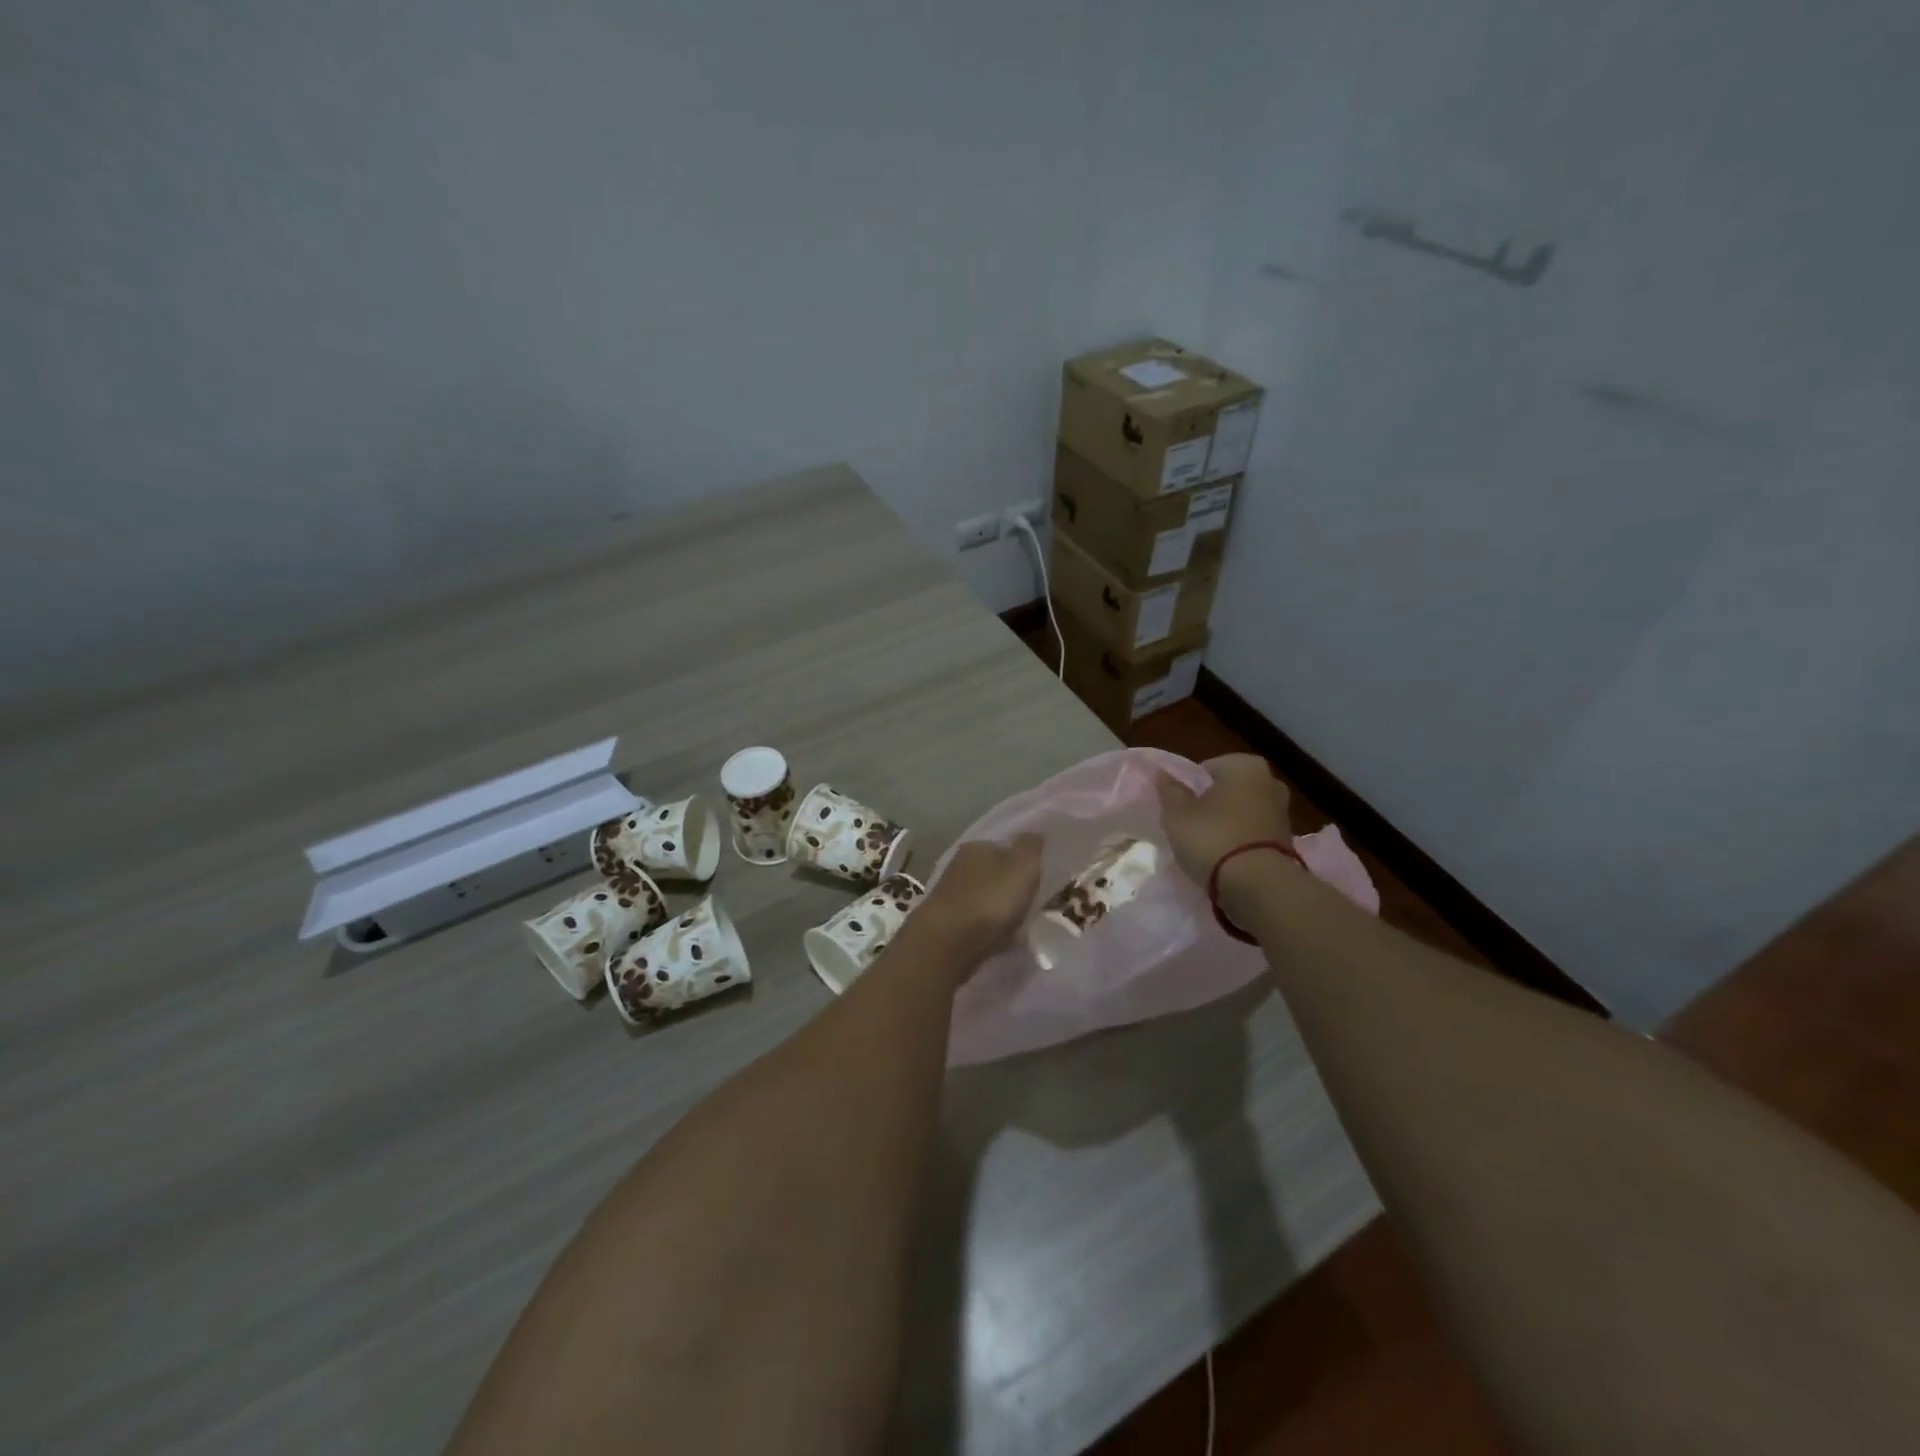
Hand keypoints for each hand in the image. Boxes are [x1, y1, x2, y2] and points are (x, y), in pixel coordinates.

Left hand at [914, 835, 1043, 965]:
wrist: (948, 944)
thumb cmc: (990, 899)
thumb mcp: (1023, 865)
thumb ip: (1032, 847)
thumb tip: (1034, 836)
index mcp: (976, 846)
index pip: (1006, 847)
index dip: (1026, 862)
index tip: (1043, 879)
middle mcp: (960, 866)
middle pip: (998, 874)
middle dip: (1016, 888)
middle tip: (1038, 904)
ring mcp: (952, 895)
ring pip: (989, 899)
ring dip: (1005, 910)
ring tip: (1024, 925)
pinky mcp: (949, 923)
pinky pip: (981, 923)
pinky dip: (993, 930)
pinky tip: (1005, 940)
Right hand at [1156, 754, 1292, 885]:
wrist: (1259, 886)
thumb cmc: (1213, 838)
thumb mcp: (1178, 814)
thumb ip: (1170, 791)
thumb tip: (1162, 774)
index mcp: (1244, 765)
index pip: (1206, 768)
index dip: (1189, 788)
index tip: (1178, 809)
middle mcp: (1270, 781)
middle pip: (1228, 790)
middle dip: (1211, 804)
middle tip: (1190, 825)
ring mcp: (1282, 812)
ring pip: (1242, 812)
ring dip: (1226, 824)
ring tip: (1206, 846)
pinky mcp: (1288, 841)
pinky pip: (1253, 834)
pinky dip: (1240, 842)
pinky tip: (1225, 859)